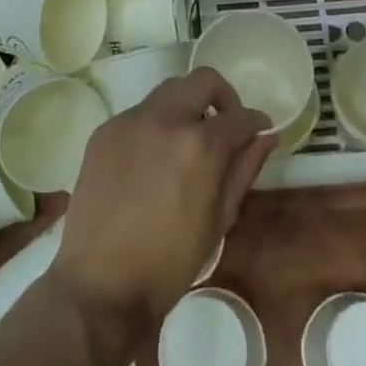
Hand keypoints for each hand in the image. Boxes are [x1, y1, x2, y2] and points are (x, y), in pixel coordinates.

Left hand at [50, 67, 276, 346]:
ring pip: (168, 91)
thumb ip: (244, 169)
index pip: (239, 116)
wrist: (99, 285)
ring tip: (188, 143)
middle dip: (222, 96)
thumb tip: (266, 135)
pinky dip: (156, 125)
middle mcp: (164, 119)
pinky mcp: (104, 131)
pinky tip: (154, 160)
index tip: (260, 129)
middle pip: (202, 81)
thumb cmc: (169, 263)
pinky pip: (139, 114)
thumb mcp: (219, 219)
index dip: (256, 121)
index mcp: (199, 145)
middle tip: (225, 126)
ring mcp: (129, 121)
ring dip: (187, 107)